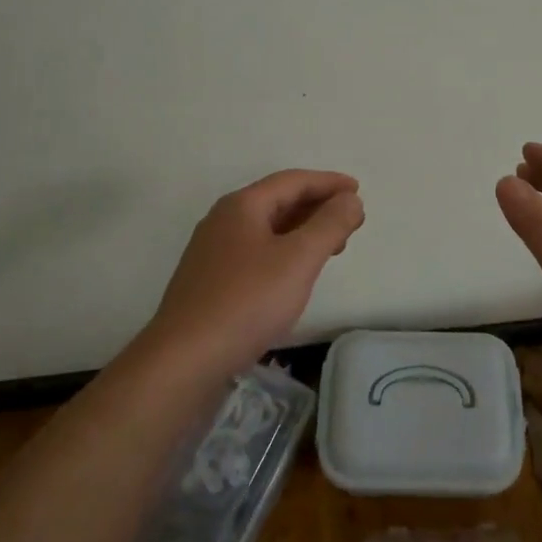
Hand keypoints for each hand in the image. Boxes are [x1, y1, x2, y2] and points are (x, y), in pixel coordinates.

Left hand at [147, 169, 364, 376]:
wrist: (185, 360)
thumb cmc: (247, 301)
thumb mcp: (298, 259)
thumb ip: (329, 224)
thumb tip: (349, 199)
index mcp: (242, 206)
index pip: (292, 181)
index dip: (328, 182)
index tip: (357, 190)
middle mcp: (223, 221)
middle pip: (278, 201)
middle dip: (318, 207)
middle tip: (351, 222)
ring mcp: (213, 252)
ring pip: (267, 229)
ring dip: (303, 231)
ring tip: (332, 247)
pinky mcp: (210, 282)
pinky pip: (256, 253)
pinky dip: (285, 252)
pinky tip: (295, 274)